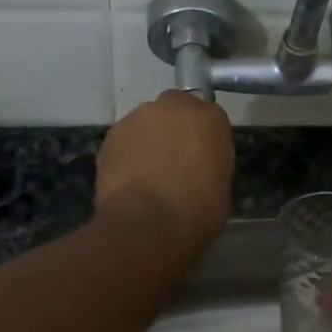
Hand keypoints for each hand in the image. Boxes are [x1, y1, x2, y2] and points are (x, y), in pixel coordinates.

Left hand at [96, 90, 233, 257]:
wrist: (149, 224)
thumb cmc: (198, 211)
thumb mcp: (222, 186)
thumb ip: (210, 163)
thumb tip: (198, 169)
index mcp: (209, 117)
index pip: (209, 117)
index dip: (203, 138)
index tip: (202, 158)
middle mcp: (173, 107)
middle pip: (174, 110)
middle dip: (174, 129)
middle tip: (174, 160)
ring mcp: (137, 118)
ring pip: (145, 124)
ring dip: (148, 140)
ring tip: (147, 174)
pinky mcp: (110, 137)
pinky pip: (124, 141)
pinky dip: (126, 155)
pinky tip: (128, 181)